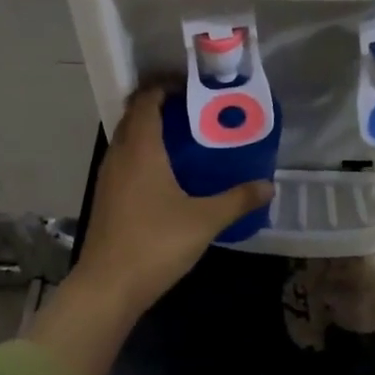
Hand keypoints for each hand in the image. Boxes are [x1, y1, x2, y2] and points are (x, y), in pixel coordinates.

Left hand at [72, 84, 274, 317]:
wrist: (107, 287)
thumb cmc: (155, 243)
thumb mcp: (205, 220)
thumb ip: (238, 199)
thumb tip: (268, 186)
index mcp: (141, 149)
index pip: (145, 100)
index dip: (164, 86)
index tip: (191, 87)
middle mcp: (119, 155)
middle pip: (133, 116)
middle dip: (159, 106)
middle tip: (193, 110)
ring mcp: (108, 177)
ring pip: (126, 139)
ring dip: (148, 131)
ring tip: (183, 138)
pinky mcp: (105, 198)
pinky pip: (124, 160)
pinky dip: (142, 154)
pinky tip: (165, 174)